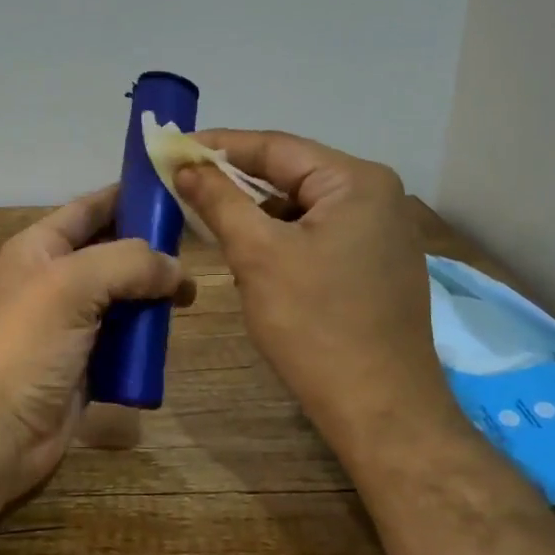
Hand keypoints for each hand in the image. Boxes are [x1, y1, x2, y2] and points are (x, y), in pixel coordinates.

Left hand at [0, 187, 193, 506]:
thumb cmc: (27, 347)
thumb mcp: (72, 286)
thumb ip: (128, 263)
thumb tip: (175, 269)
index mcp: (40, 248)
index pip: (90, 208)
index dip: (129, 196)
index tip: (177, 191)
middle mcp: (54, 279)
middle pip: (111, 251)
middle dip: (150, 249)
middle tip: (198, 249)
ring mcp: (69, 322)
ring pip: (121, 295)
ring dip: (152, 294)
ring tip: (190, 295)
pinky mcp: (85, 360)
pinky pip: (123, 336)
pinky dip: (145, 333)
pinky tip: (170, 331)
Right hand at [173, 130, 462, 459]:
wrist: (379, 408)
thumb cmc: (315, 326)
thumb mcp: (258, 256)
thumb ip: (219, 201)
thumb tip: (186, 165)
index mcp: (357, 181)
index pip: (276, 147)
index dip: (219, 146)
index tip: (173, 147)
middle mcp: (378, 195)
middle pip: (291, 174)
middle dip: (236, 182)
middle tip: (183, 183)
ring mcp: (382, 231)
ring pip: (302, 207)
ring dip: (256, 212)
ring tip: (209, 218)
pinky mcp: (376, 263)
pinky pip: (318, 233)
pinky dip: (281, 237)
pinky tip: (251, 252)